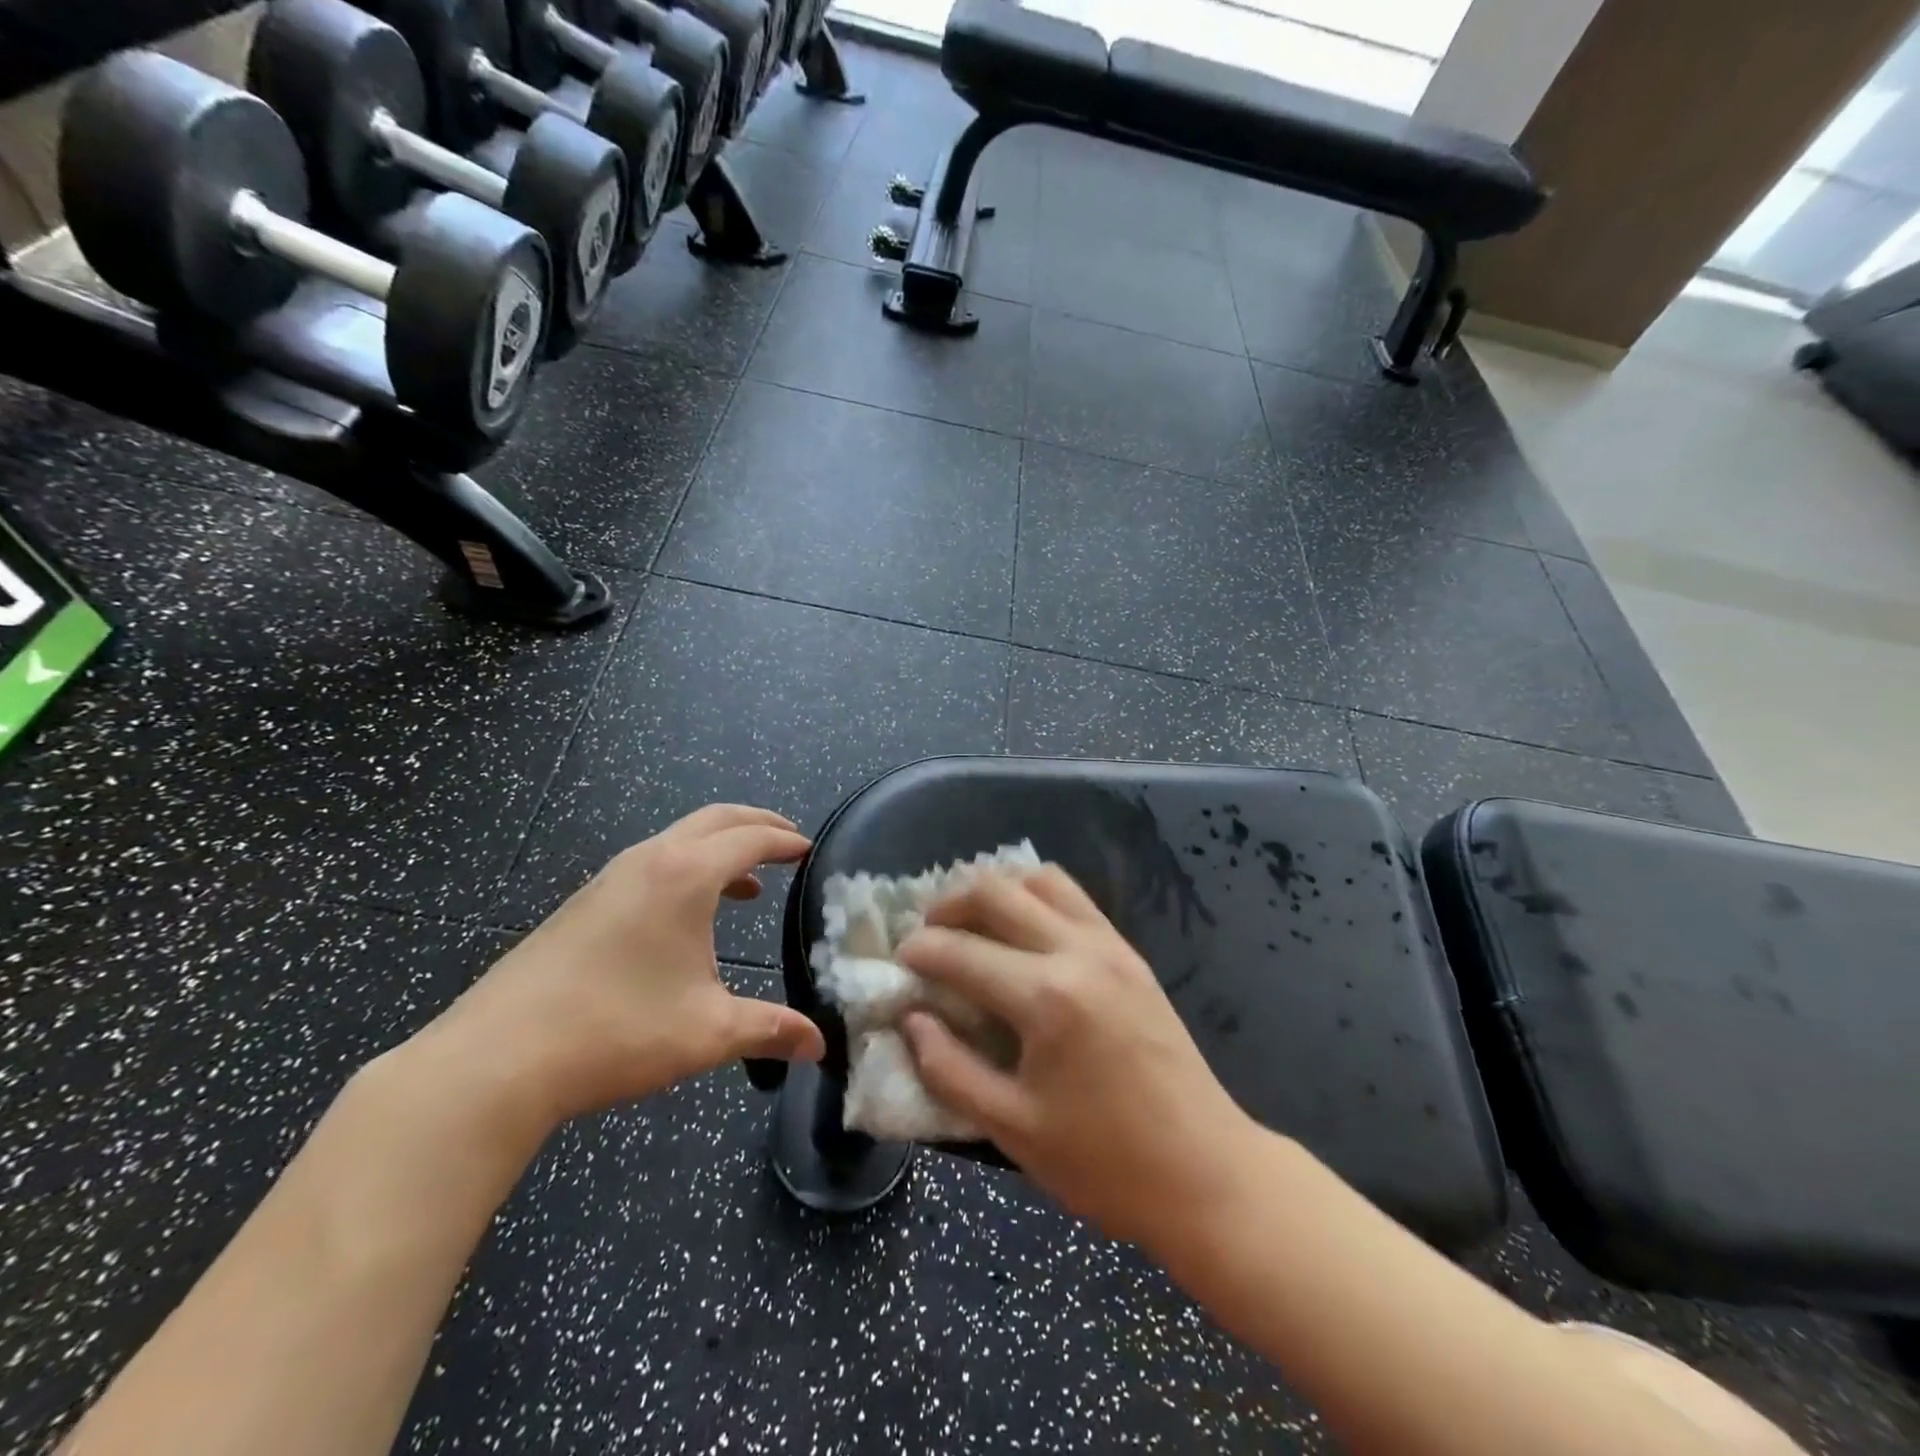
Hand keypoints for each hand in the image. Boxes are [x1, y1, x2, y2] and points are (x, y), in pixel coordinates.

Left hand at [424, 805, 825, 1128]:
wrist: (496, 1058)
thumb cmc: (617, 1032)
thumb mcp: (708, 1032)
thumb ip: (770, 1030)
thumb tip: (818, 1045)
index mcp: (685, 876)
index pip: (749, 838)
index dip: (784, 840)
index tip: (809, 849)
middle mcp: (648, 861)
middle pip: (714, 819)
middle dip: (756, 823)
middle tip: (787, 841)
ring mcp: (609, 879)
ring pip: (677, 839)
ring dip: (718, 848)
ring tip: (745, 883)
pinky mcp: (583, 904)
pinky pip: (651, 864)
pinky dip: (686, 869)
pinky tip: (685, 917)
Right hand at [896, 867, 1259, 1249]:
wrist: (1206, 1173)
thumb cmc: (1104, 1164)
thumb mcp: (1011, 1129)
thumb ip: (949, 1069)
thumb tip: (912, 1019)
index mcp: (1046, 998)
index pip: (962, 952)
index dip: (921, 952)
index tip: (899, 961)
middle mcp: (1078, 952)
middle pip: (998, 891)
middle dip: (949, 903)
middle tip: (928, 934)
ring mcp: (1110, 946)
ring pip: (1040, 880)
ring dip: (997, 890)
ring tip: (972, 924)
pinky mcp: (1131, 953)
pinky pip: (1075, 899)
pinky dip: (1036, 897)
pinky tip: (1022, 932)